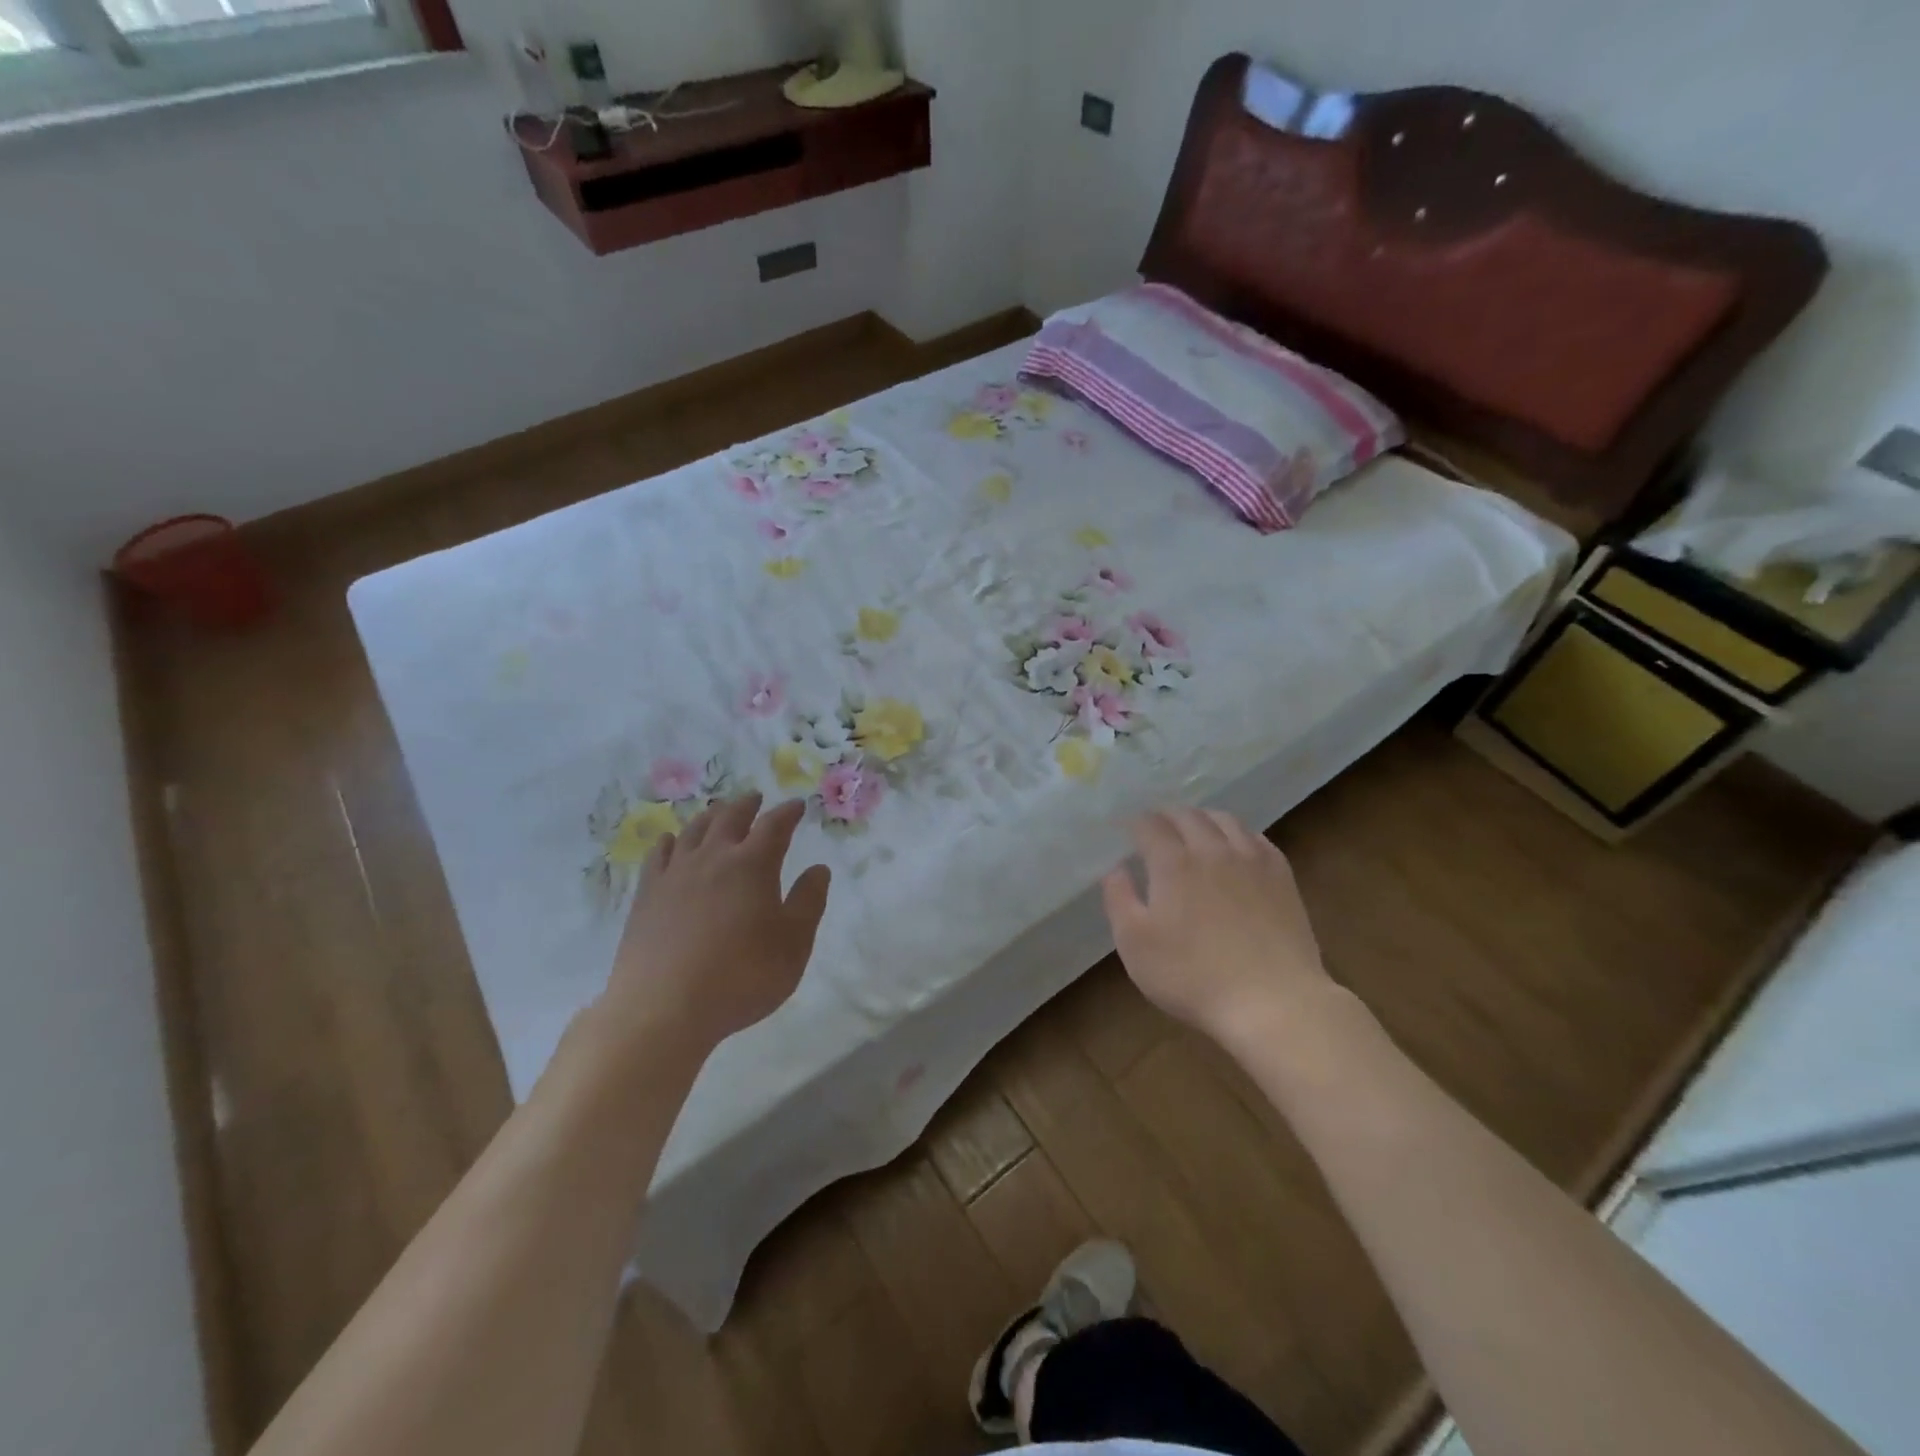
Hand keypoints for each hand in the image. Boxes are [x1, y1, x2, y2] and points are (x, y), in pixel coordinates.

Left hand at [603, 794, 830, 1052]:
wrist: (663, 1008)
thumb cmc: (741, 977)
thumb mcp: (793, 945)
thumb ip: (809, 903)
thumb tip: (819, 869)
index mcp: (752, 865)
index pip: (774, 826)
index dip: (788, 813)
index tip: (798, 806)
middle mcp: (713, 858)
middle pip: (730, 818)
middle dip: (747, 805)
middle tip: (756, 798)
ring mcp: (675, 874)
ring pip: (693, 830)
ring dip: (710, 816)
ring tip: (718, 811)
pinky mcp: (646, 895)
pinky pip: (658, 855)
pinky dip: (670, 840)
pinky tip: (671, 841)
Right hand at [1101, 808, 1331, 1044]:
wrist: (1273, 1001)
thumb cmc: (1192, 976)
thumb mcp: (1135, 944)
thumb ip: (1119, 899)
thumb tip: (1116, 868)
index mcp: (1173, 862)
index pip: (1150, 825)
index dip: (1134, 824)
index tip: (1126, 831)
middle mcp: (1212, 849)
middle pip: (1187, 815)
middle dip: (1166, 816)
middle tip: (1155, 827)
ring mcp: (1252, 860)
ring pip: (1225, 820)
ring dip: (1202, 818)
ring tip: (1193, 829)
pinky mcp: (1282, 876)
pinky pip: (1257, 838)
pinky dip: (1237, 834)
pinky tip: (1235, 848)